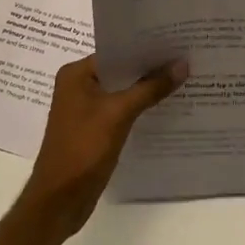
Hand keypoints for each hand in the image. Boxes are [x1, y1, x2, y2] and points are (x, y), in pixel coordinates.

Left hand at [20, 56, 187, 239]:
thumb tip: (182, 64)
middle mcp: (78, 86)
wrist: (59, 202)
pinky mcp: (93, 130)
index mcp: (76, 73)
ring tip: (182, 80)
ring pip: (122, 92)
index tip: (175, 42)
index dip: (145, 48)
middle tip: (185, 59)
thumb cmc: (83, 149)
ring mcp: (85, 110)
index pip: (116, 51)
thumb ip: (150, 88)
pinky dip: (139, 109)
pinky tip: (165, 109)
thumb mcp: (118, 114)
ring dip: (146, 90)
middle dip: (149, 69)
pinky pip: (120, 111)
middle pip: (120, 71)